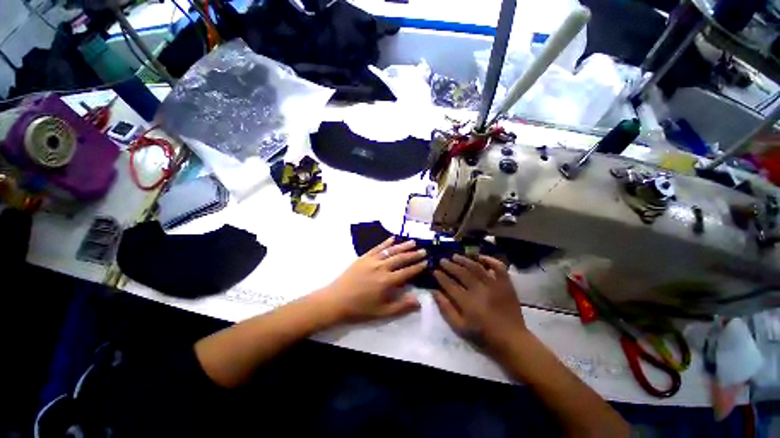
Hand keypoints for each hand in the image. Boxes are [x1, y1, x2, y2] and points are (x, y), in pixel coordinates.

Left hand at [317, 237, 426, 322]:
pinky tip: (393, 238)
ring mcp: (372, 260)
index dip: (418, 267)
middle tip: (424, 250)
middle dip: (414, 254)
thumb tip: (418, 301)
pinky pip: (377, 247)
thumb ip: (401, 306)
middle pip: (401, 258)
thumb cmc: (360, 308)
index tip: (426, 262)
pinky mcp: (364, 257)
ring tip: (413, 242)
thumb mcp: (382, 312)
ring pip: (391, 250)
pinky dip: (386, 242)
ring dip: (403, 246)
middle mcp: (382, 267)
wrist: (336, 300)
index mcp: (387, 281)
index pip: (407, 272)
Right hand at [433, 255, 527, 351]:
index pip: (450, 284)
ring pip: (476, 267)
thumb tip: (434, 291)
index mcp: (468, 302)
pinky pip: (499, 267)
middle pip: (461, 273)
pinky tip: (480, 257)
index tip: (434, 271)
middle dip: (449, 265)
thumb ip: (445, 308)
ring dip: (464, 260)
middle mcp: (480, 290)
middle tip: (442, 260)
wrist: (512, 339)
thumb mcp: (459, 327)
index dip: (440, 276)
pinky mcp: (506, 284)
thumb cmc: (483, 334)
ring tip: (455, 256)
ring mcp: (494, 285)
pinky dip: (490, 260)